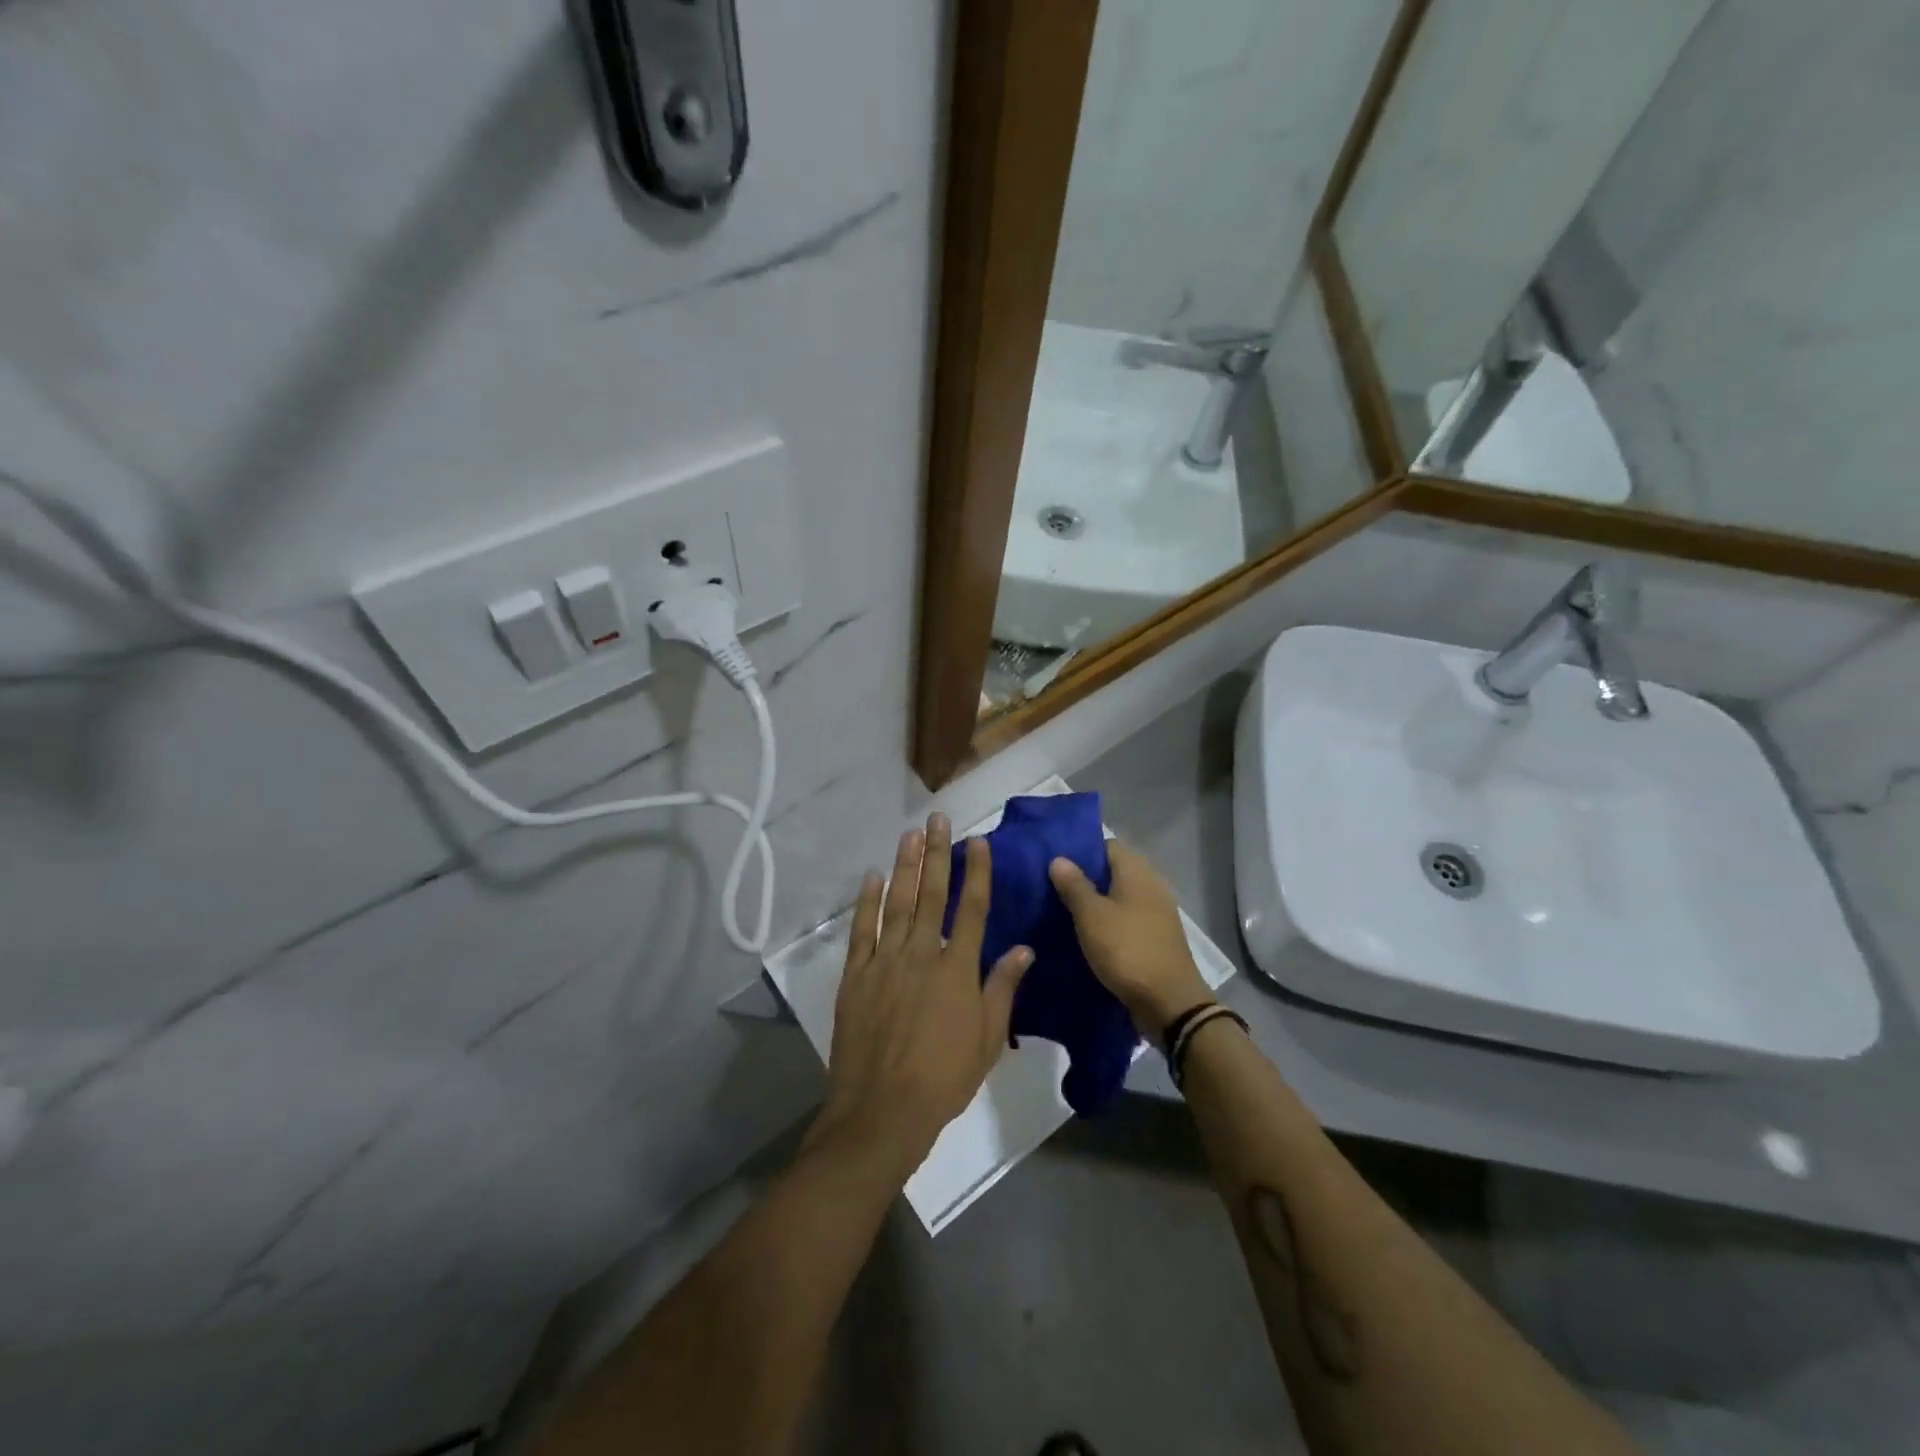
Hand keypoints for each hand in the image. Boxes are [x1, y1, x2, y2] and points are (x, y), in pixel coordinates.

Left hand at [819, 813, 1032, 1174]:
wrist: (882, 1110)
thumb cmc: (944, 1079)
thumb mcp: (987, 1039)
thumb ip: (1003, 989)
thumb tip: (1024, 949)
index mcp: (958, 969)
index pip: (972, 909)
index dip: (976, 872)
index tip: (977, 841)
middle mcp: (922, 954)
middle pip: (932, 894)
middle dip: (937, 853)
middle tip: (938, 820)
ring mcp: (885, 962)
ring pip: (897, 903)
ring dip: (905, 867)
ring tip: (909, 835)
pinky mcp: (857, 976)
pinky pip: (863, 931)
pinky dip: (868, 903)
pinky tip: (873, 878)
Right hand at [1049, 839, 1211, 1039]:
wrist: (1169, 1003)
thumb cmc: (1127, 950)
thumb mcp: (1092, 916)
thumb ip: (1074, 885)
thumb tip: (1059, 858)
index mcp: (1137, 872)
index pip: (1107, 845)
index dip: (1081, 850)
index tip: (1054, 861)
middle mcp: (1151, 885)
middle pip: (1114, 871)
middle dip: (1085, 877)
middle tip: (1052, 887)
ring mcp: (1157, 912)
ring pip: (1120, 897)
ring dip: (1096, 902)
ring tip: (1063, 910)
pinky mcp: (1156, 937)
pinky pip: (1127, 919)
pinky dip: (1109, 922)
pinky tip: (1087, 934)